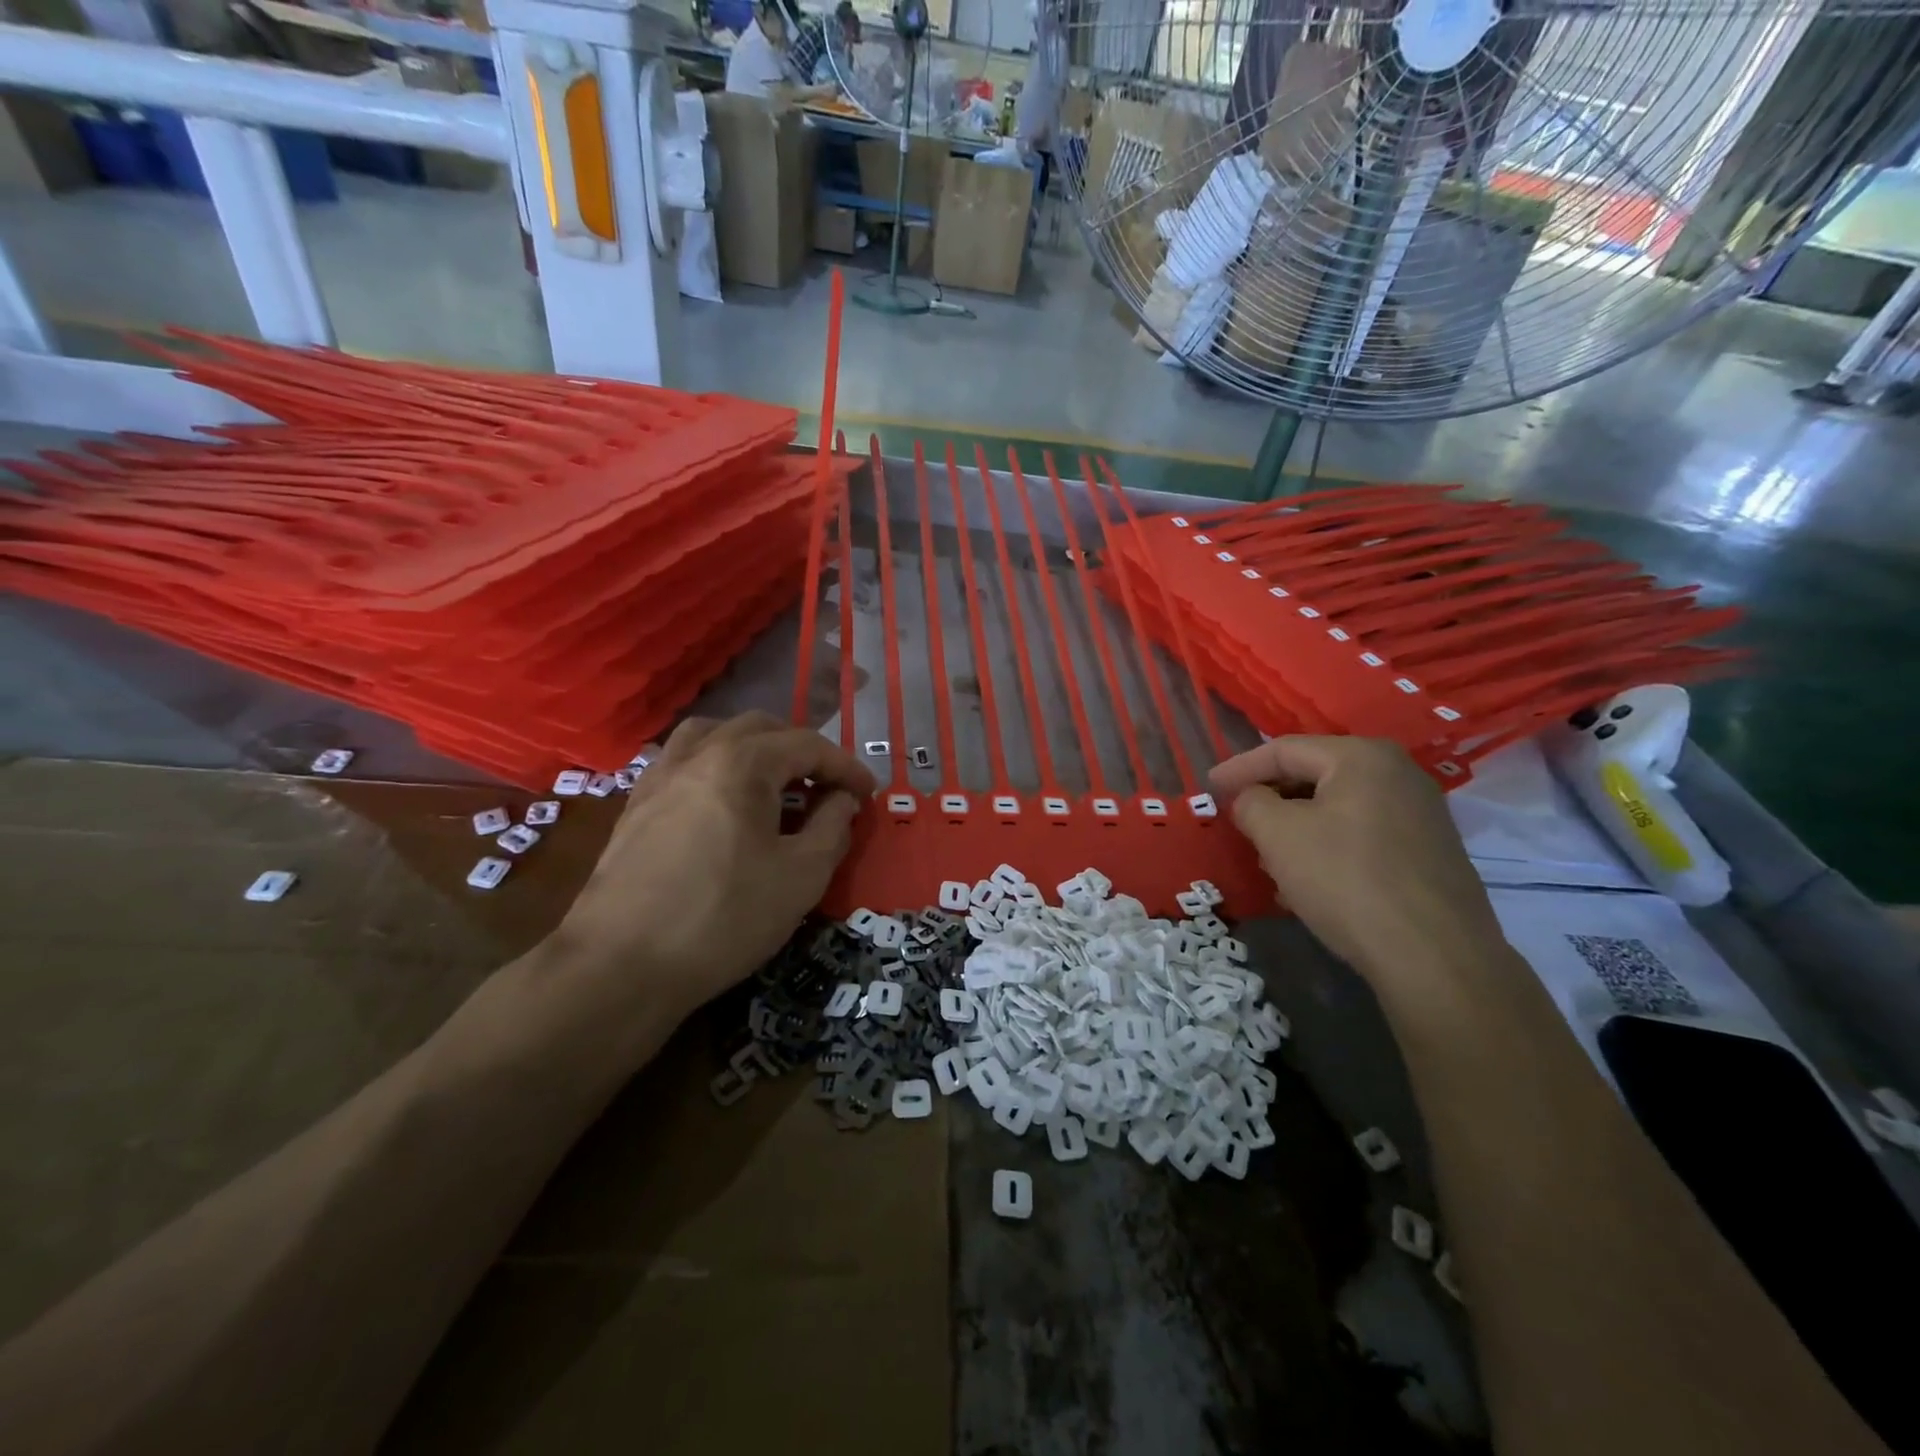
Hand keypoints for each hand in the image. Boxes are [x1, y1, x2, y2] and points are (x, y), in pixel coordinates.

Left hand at [553, 712, 874, 1031]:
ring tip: (772, 782)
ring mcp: (659, 777)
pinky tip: (721, 802)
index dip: (845, 766)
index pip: (807, 745)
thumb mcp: (801, 877)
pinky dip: (713, 765)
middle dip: (801, 751)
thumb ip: (832, 828)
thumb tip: (843, 801)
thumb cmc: (724, 917)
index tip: (868, 794)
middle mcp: (697, 754)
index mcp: (742, 763)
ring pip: (713, 734)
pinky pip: (681, 761)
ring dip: (753, 747)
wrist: (620, 966)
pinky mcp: (635, 806)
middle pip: (760, 729)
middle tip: (826, 787)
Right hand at [1210, 736, 1502, 981]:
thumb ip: (1251, 802)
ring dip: (1296, 828)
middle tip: (1238, 823)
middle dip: (1269, 799)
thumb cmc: (1345, 880)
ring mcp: (1421, 813)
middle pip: (1313, 775)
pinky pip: (1361, 835)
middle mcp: (1398, 773)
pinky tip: (1308, 881)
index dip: (1239, 768)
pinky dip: (1326, 847)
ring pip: (1336, 808)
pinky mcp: (1430, 852)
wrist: (1435, 957)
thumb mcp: (1278, 835)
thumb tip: (1251, 799)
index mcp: (1362, 756)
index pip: (1283, 749)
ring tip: (1268, 857)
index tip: (1208, 789)